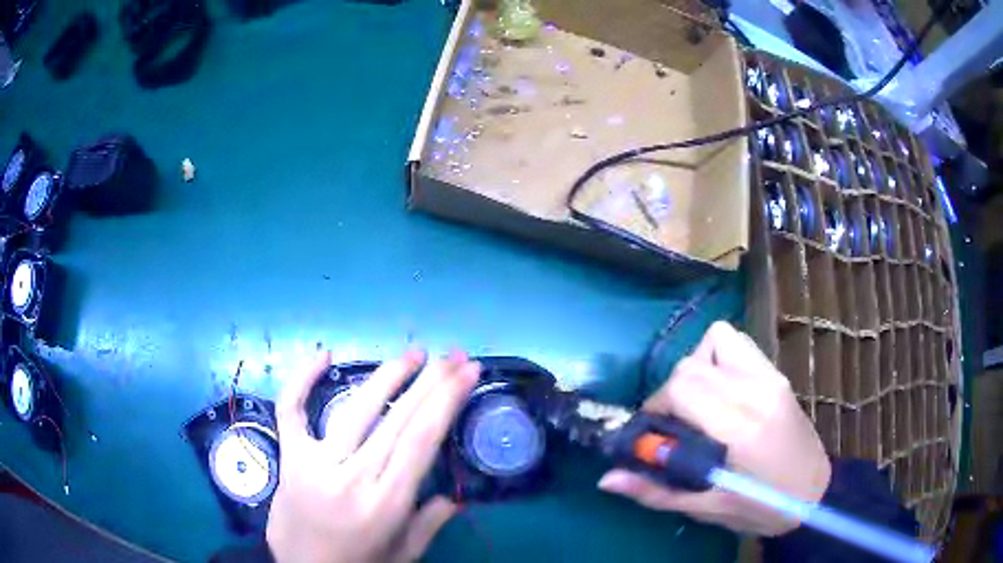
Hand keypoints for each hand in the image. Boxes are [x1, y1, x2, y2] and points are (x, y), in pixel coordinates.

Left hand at [266, 349, 480, 561]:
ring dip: (387, 376)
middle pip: (396, 419)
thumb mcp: (404, 553)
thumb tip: (454, 496)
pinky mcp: (290, 456)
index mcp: (386, 503)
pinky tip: (324, 355)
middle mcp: (353, 477)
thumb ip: (430, 524)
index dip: (447, 401)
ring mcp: (316, 462)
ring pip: (355, 409)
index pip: (421, 441)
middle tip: (453, 354)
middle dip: (430, 382)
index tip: (468, 372)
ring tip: (414, 354)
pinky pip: (291, 410)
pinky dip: (302, 380)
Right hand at [598, 321, 830, 535]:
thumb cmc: (762, 509)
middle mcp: (757, 392)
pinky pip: (738, 343)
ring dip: (696, 368)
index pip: (683, 387)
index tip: (653, 435)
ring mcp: (771, 377)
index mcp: (741, 429)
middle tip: (673, 426)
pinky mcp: (777, 374)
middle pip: (692, 364)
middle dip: (670, 392)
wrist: (816, 494)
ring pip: (716, 340)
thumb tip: (606, 479)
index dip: (655, 407)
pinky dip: (718, 358)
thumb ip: (655, 491)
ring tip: (698, 404)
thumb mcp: (707, 508)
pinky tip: (720, 392)